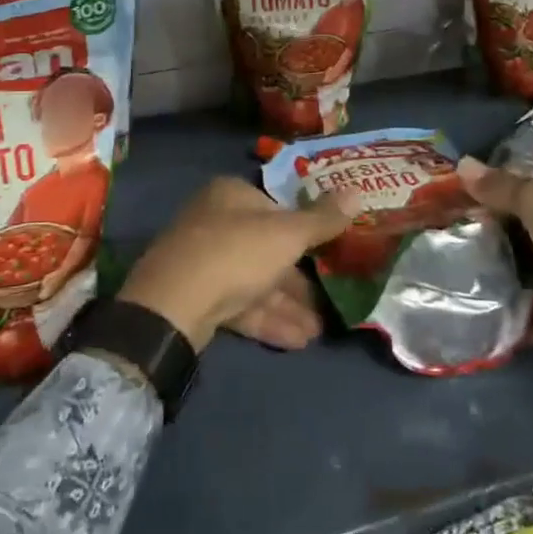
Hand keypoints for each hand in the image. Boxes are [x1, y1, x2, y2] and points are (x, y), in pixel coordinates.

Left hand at [118, 178, 353, 351]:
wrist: (174, 305)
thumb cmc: (237, 252)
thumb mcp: (288, 234)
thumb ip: (323, 219)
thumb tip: (358, 192)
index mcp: (231, 195)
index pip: (275, 207)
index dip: (304, 229)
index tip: (329, 251)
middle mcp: (214, 222)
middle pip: (266, 248)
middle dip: (299, 279)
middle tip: (329, 301)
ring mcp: (202, 261)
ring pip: (254, 280)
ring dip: (288, 305)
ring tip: (319, 331)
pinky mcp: (196, 298)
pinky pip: (240, 305)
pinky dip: (267, 319)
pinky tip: (297, 341)